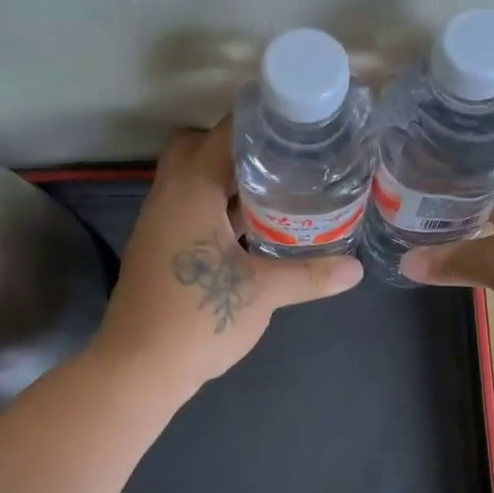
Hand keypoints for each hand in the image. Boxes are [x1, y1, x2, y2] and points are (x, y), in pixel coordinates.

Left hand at [95, 119, 363, 392]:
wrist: (137, 369)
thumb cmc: (198, 317)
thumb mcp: (263, 293)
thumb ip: (310, 275)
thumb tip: (356, 269)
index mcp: (191, 190)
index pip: (222, 133)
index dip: (258, 122)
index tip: (295, 125)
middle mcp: (168, 195)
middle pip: (195, 146)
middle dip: (234, 146)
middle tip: (279, 158)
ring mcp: (157, 221)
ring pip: (188, 178)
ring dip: (223, 177)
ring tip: (273, 186)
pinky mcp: (156, 246)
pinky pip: (185, 205)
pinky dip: (212, 204)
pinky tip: (247, 227)